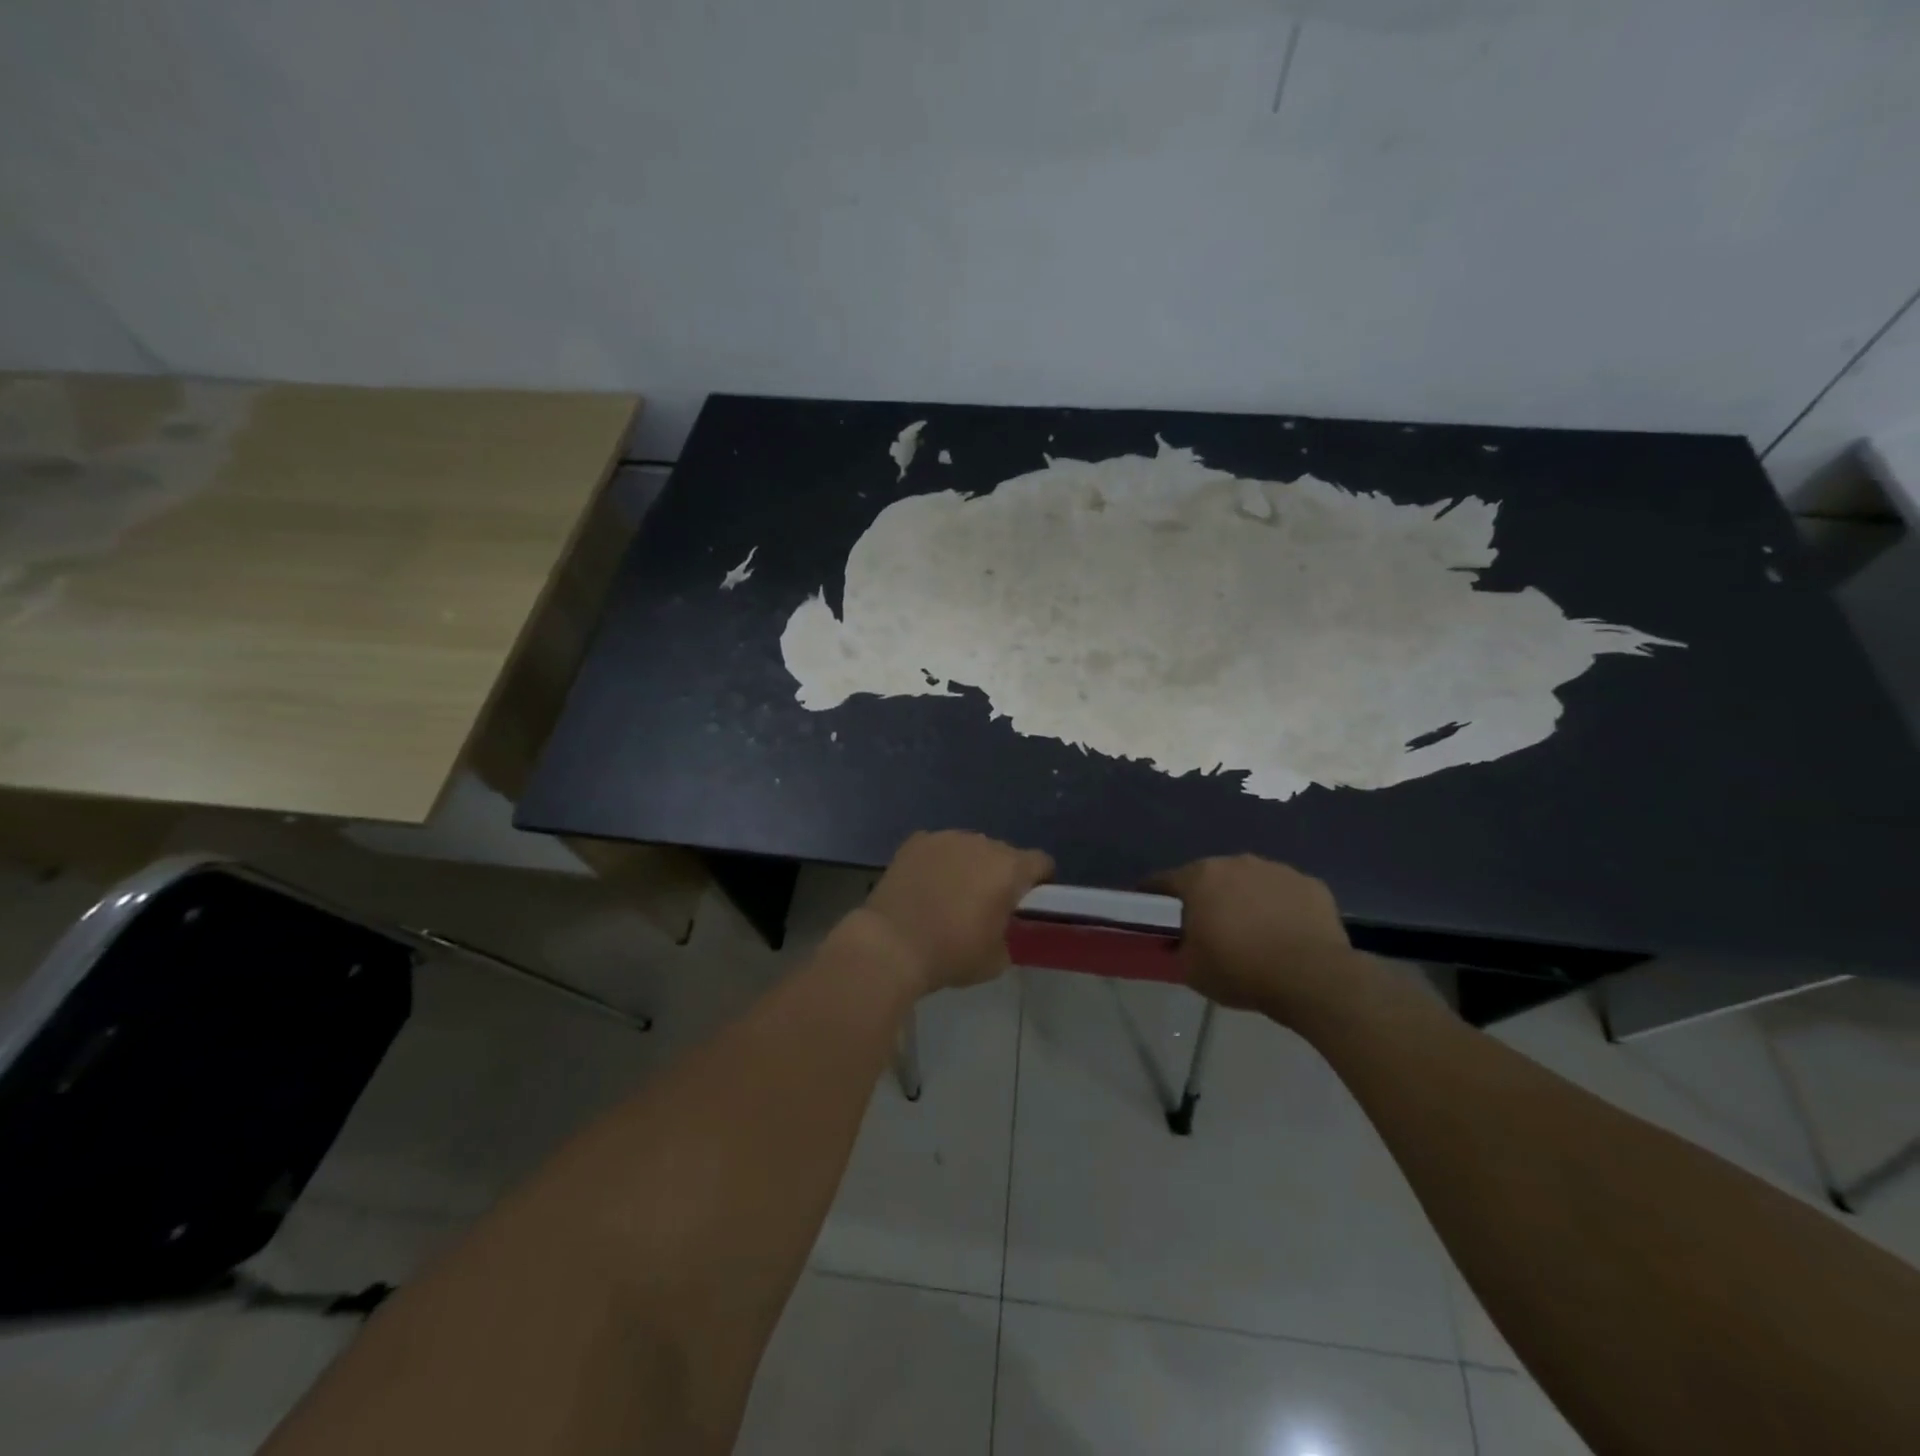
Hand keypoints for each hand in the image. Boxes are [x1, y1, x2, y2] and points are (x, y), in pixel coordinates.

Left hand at [859, 830, 1053, 994]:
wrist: (891, 944)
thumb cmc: (951, 954)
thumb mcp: (996, 959)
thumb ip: (1009, 935)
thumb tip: (1001, 927)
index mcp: (1009, 869)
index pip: (1041, 862)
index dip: (1040, 881)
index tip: (1028, 902)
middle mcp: (982, 844)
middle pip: (1003, 853)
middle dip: (1001, 873)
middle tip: (986, 903)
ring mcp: (946, 838)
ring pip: (970, 847)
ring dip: (969, 865)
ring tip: (952, 893)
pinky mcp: (916, 841)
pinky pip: (939, 848)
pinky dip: (938, 862)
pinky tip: (925, 884)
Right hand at [1146, 855, 1363, 1025]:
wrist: (1313, 978)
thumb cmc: (1241, 970)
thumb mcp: (1192, 970)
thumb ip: (1178, 948)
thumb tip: (1178, 942)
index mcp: (1200, 878)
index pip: (1164, 881)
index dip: (1153, 896)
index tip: (1150, 910)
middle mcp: (1236, 863)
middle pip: (1210, 876)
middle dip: (1205, 896)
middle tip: (1207, 926)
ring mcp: (1277, 870)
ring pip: (1250, 881)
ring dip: (1245, 899)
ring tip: (1252, 931)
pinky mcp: (1311, 884)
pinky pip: (1285, 893)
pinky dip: (1280, 907)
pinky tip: (1285, 933)